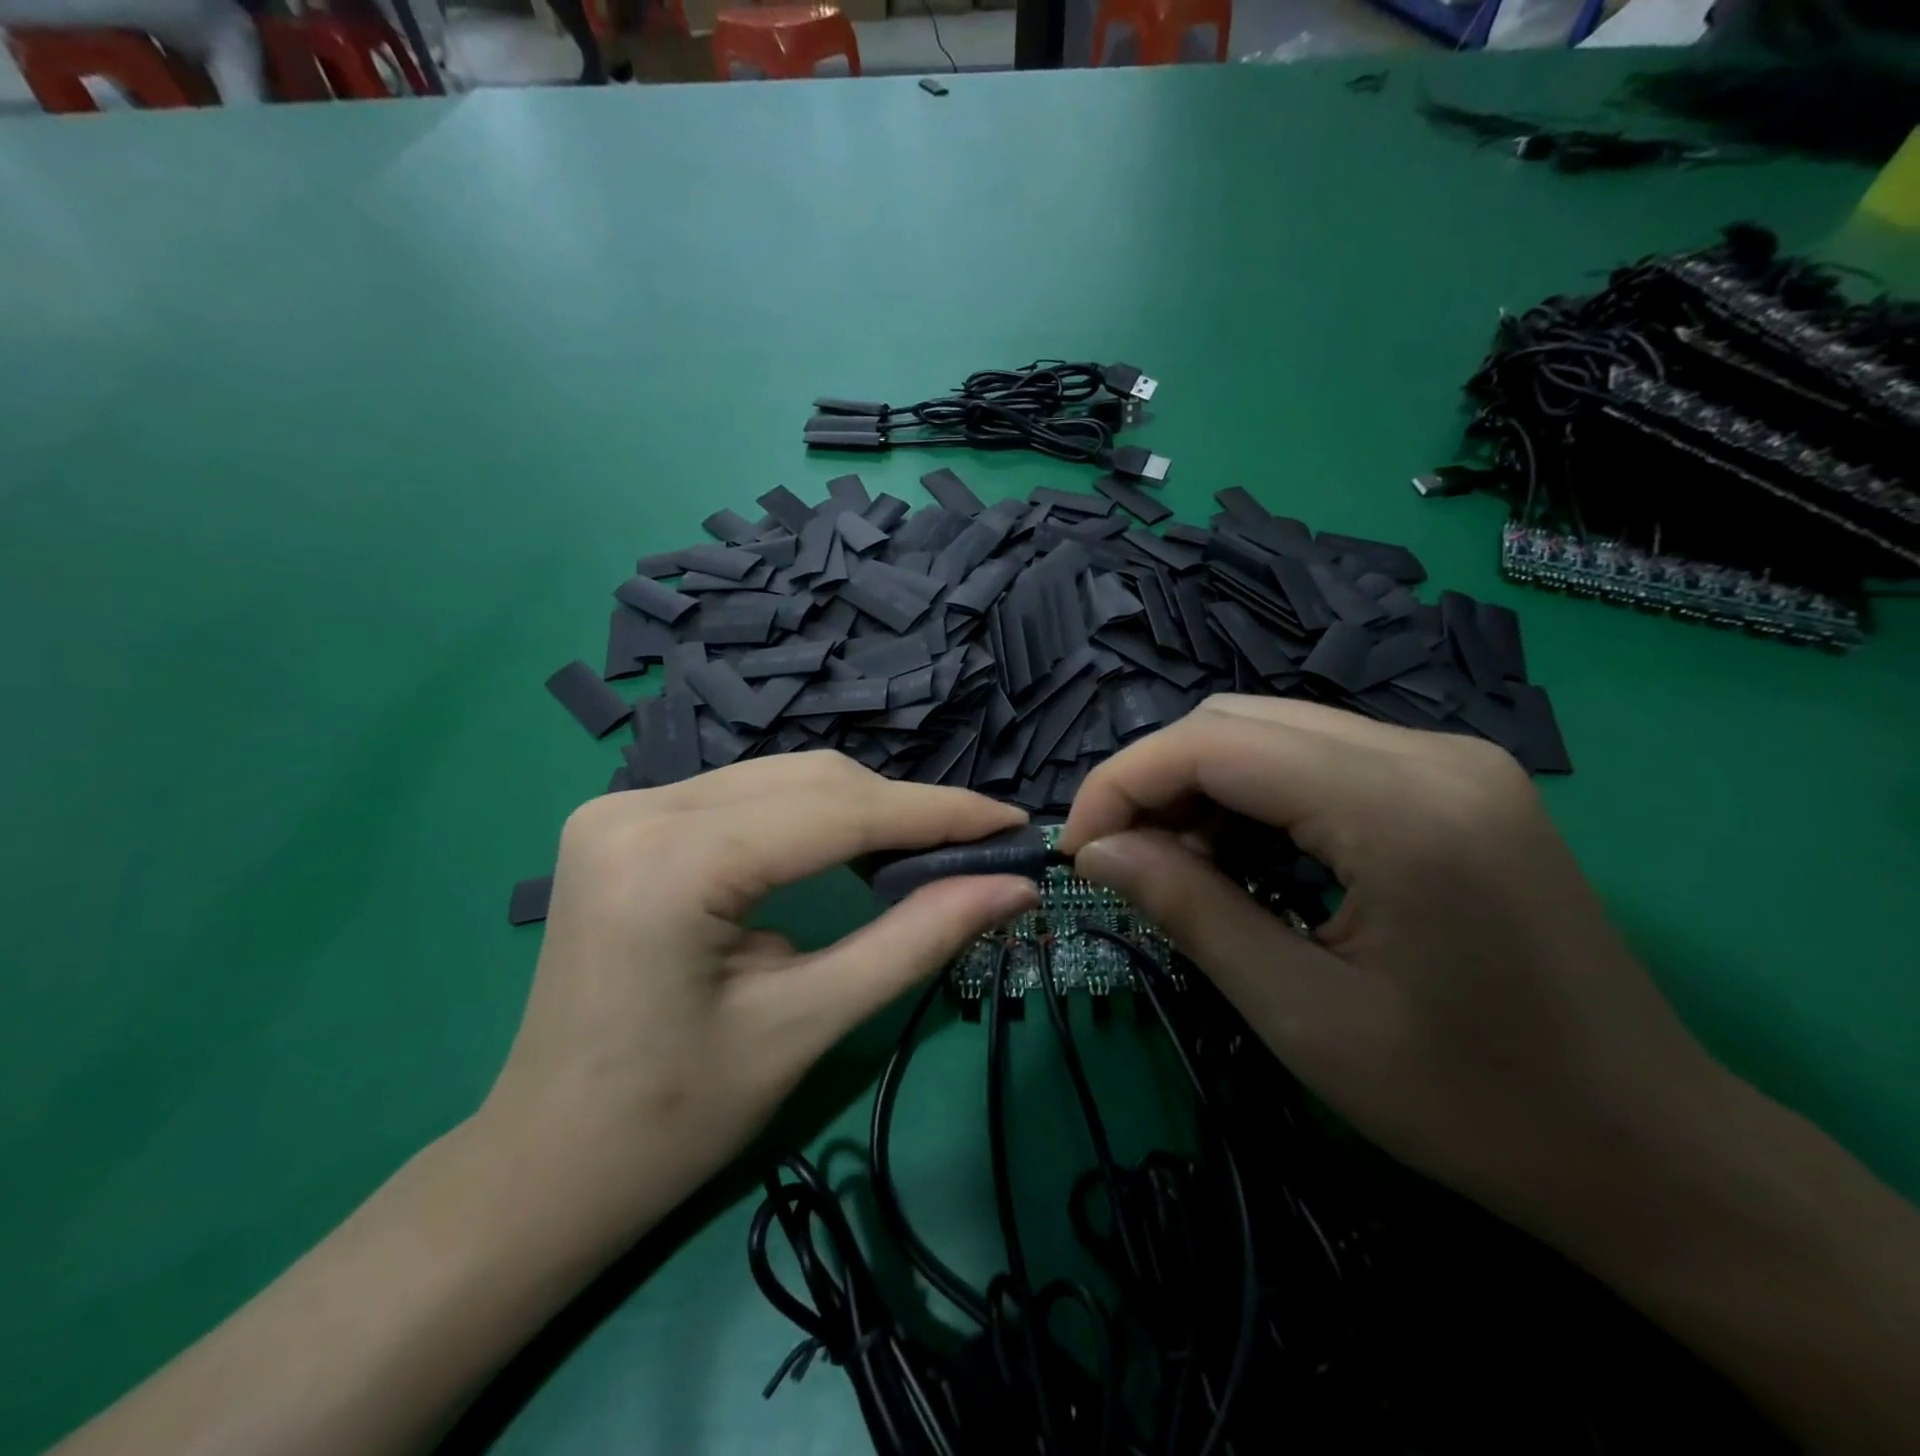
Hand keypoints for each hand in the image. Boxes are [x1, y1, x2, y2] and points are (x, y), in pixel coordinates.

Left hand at [479, 753, 1038, 1256]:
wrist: (544, 1166)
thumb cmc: (673, 1119)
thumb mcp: (807, 1025)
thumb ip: (915, 940)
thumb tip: (1012, 887)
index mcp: (672, 862)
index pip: (837, 811)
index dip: (938, 814)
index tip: (1012, 823)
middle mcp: (639, 808)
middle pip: (811, 781)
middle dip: (904, 811)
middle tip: (977, 849)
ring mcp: (623, 807)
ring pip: (783, 780)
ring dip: (863, 810)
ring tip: (927, 852)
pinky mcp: (626, 821)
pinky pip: (748, 796)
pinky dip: (813, 816)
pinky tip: (852, 848)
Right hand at [1058, 695, 1723, 1247]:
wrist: (1651, 1150)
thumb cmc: (1471, 1104)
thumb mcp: (1302, 1014)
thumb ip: (1188, 910)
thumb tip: (1096, 851)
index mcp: (1398, 808)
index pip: (1212, 743)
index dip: (1122, 783)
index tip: (1077, 849)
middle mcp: (1428, 753)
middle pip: (1237, 721)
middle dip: (1156, 781)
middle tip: (1122, 860)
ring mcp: (1450, 759)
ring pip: (1273, 730)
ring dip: (1202, 785)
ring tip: (1178, 865)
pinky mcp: (1454, 782)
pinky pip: (1319, 756)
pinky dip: (1255, 792)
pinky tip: (1243, 853)